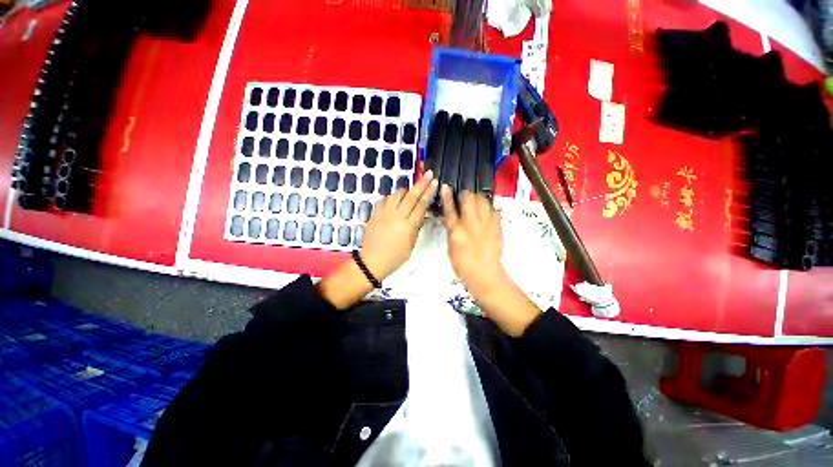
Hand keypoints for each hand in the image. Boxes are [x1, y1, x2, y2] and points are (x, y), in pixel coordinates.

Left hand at [360, 170, 438, 279]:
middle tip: (429, 174)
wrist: (373, 260)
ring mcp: (384, 213)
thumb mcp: (411, 243)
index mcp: (408, 226)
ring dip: (405, 190)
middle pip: (411, 196)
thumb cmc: (396, 256)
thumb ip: (416, 226)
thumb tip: (421, 213)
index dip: (429, 193)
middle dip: (421, 183)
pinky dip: (391, 198)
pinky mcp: (374, 213)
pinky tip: (394, 200)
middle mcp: (396, 217)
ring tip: (410, 191)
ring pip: (396, 195)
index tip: (435, 183)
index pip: (421, 205)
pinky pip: (384, 200)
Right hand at [440, 187, 507, 297]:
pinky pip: (494, 210)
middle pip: (469, 199)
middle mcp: (472, 224)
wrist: (485, 274)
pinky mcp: (497, 227)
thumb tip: (448, 217)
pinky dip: (489, 209)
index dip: (447, 196)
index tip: (445, 187)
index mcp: (457, 231)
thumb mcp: (451, 246)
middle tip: (464, 197)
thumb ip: (450, 229)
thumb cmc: (463, 264)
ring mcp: (486, 225)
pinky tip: (487, 213)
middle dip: (466, 194)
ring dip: (478, 198)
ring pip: (483, 201)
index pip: (450, 209)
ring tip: (476, 202)